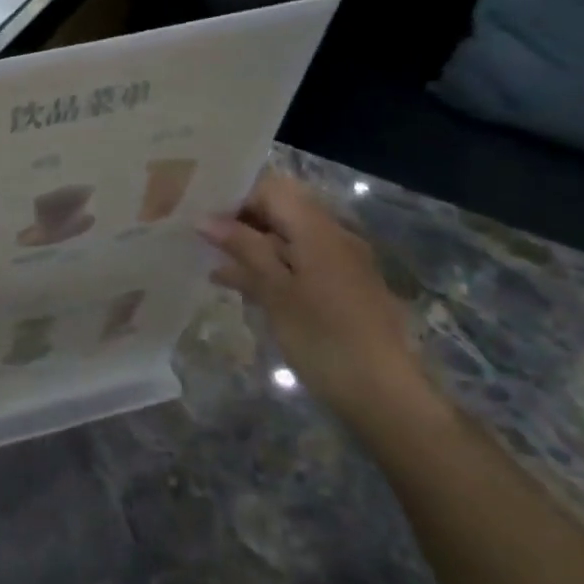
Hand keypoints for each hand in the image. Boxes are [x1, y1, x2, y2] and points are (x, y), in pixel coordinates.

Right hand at [201, 174, 431, 432]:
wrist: (384, 395)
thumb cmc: (324, 338)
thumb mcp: (275, 292)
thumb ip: (243, 249)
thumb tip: (206, 219)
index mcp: (318, 230)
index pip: (272, 189)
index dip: (236, 197)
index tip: (202, 217)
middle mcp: (333, 237)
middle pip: (281, 211)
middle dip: (240, 221)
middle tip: (199, 239)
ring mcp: (339, 264)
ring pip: (287, 239)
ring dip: (250, 246)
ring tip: (210, 262)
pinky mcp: (340, 289)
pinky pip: (298, 263)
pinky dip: (269, 268)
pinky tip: (238, 285)